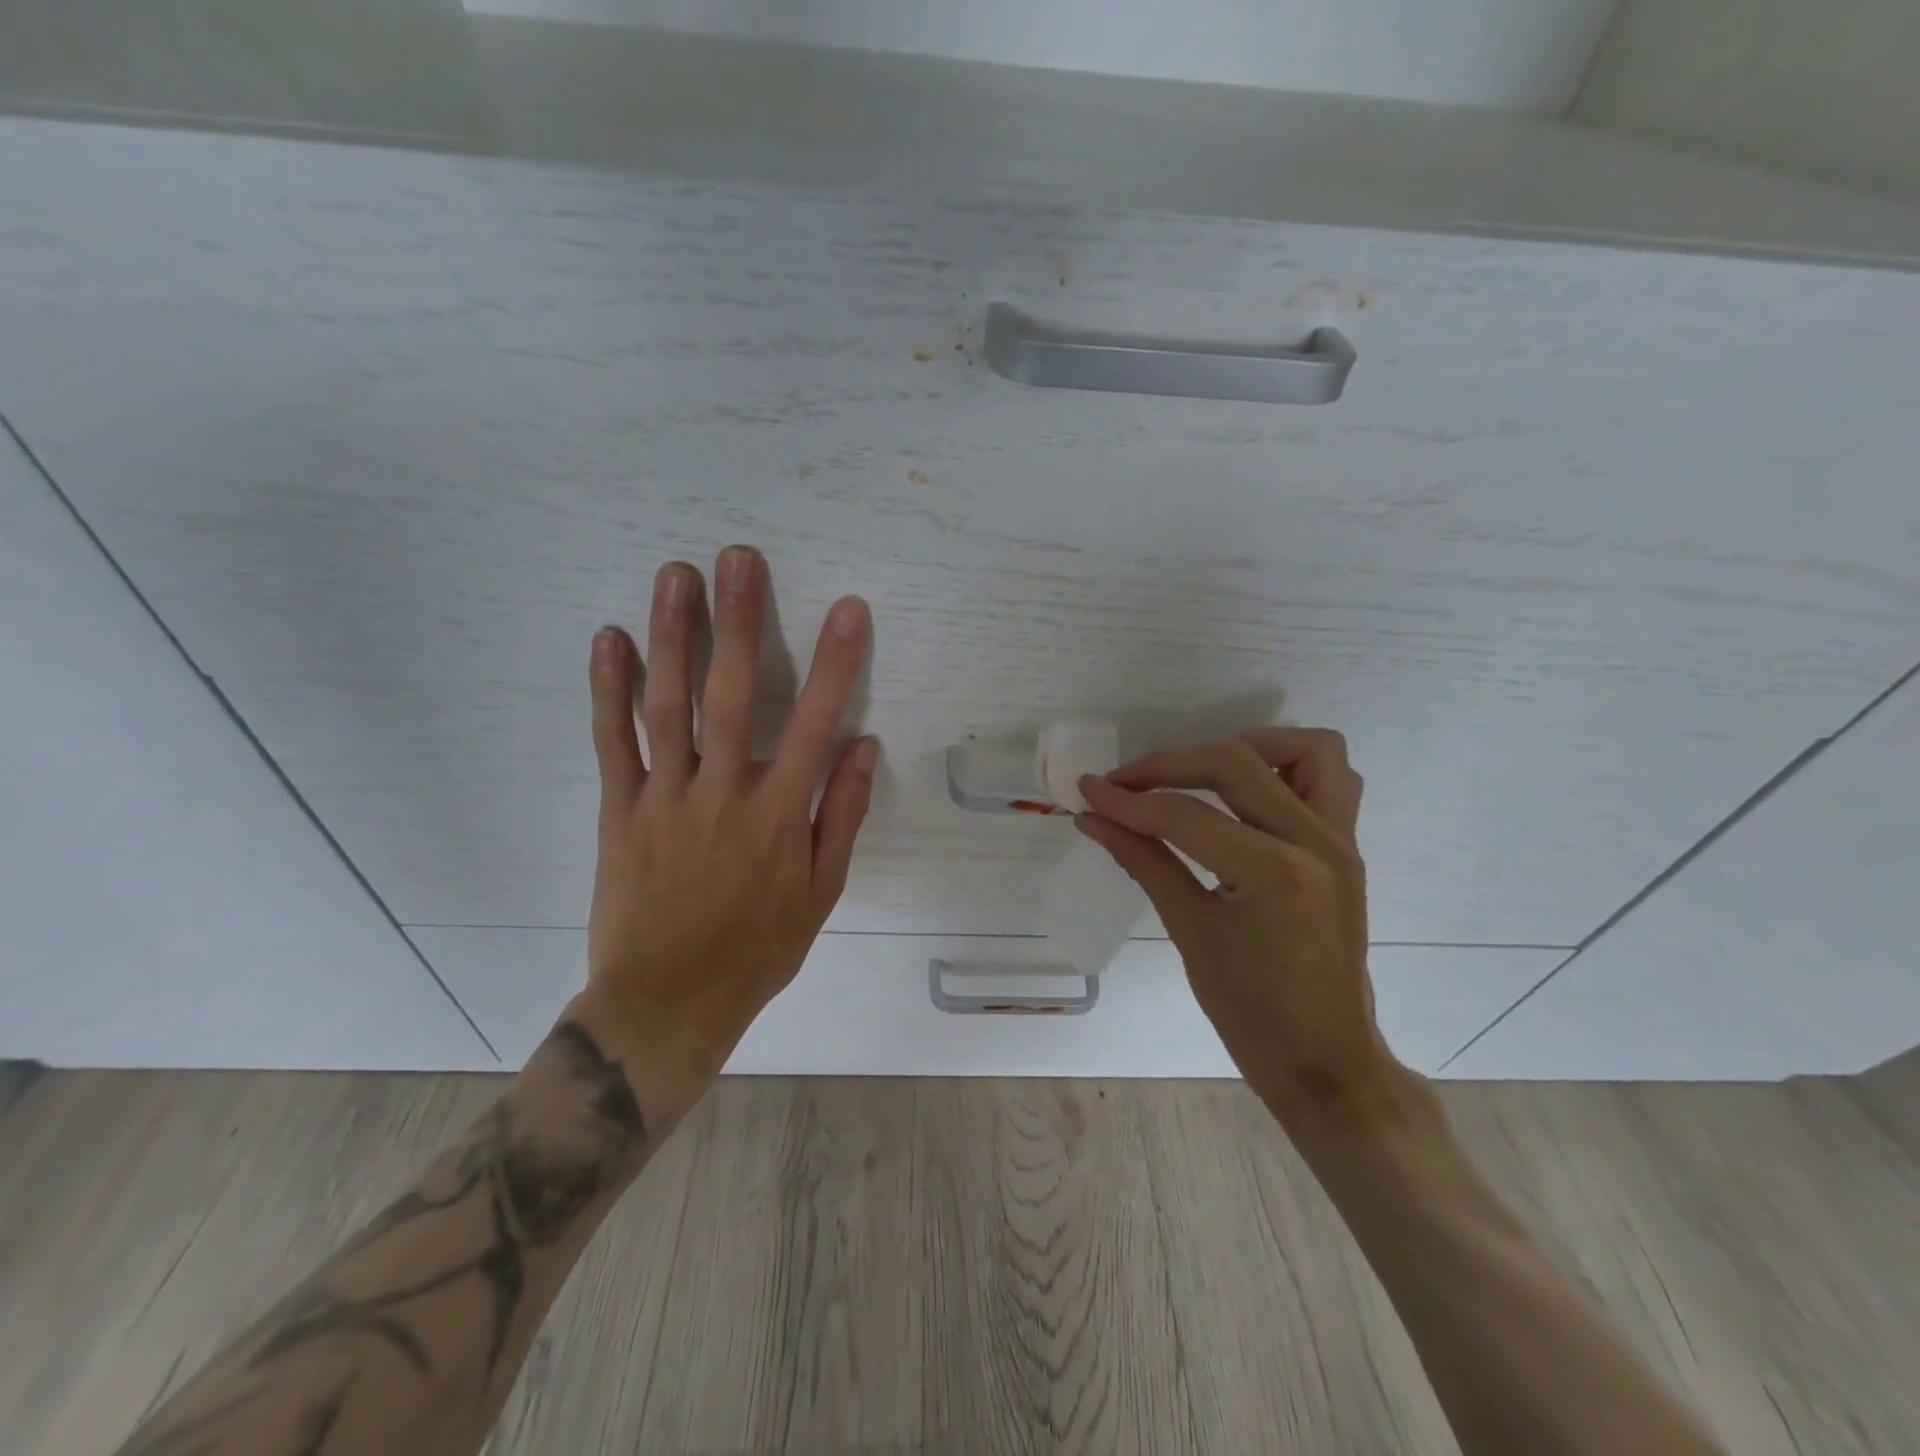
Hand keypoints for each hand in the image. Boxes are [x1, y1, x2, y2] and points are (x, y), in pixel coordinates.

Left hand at [571, 546, 877, 1102]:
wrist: (667, 1002)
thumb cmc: (757, 949)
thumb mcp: (820, 893)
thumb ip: (842, 816)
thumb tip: (862, 747)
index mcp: (779, 815)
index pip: (813, 724)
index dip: (834, 664)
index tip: (847, 609)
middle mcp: (723, 793)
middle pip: (730, 695)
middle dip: (739, 622)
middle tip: (738, 558)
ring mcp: (665, 798)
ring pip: (667, 705)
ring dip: (673, 636)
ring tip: (676, 575)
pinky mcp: (619, 810)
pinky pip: (612, 743)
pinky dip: (608, 689)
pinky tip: (610, 638)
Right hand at [1075, 729, 1397, 1120]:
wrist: (1326, 1063)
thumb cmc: (1252, 1015)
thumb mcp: (1190, 933)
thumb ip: (1143, 861)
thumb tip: (1093, 818)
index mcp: (1275, 874)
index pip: (1185, 815)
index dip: (1127, 801)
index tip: (1086, 791)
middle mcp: (1317, 843)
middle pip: (1235, 764)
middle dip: (1169, 766)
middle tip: (1123, 786)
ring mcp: (1342, 842)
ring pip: (1306, 751)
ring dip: (1246, 749)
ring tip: (1197, 774)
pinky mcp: (1348, 848)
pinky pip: (1331, 779)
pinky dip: (1286, 768)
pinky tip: (1244, 795)